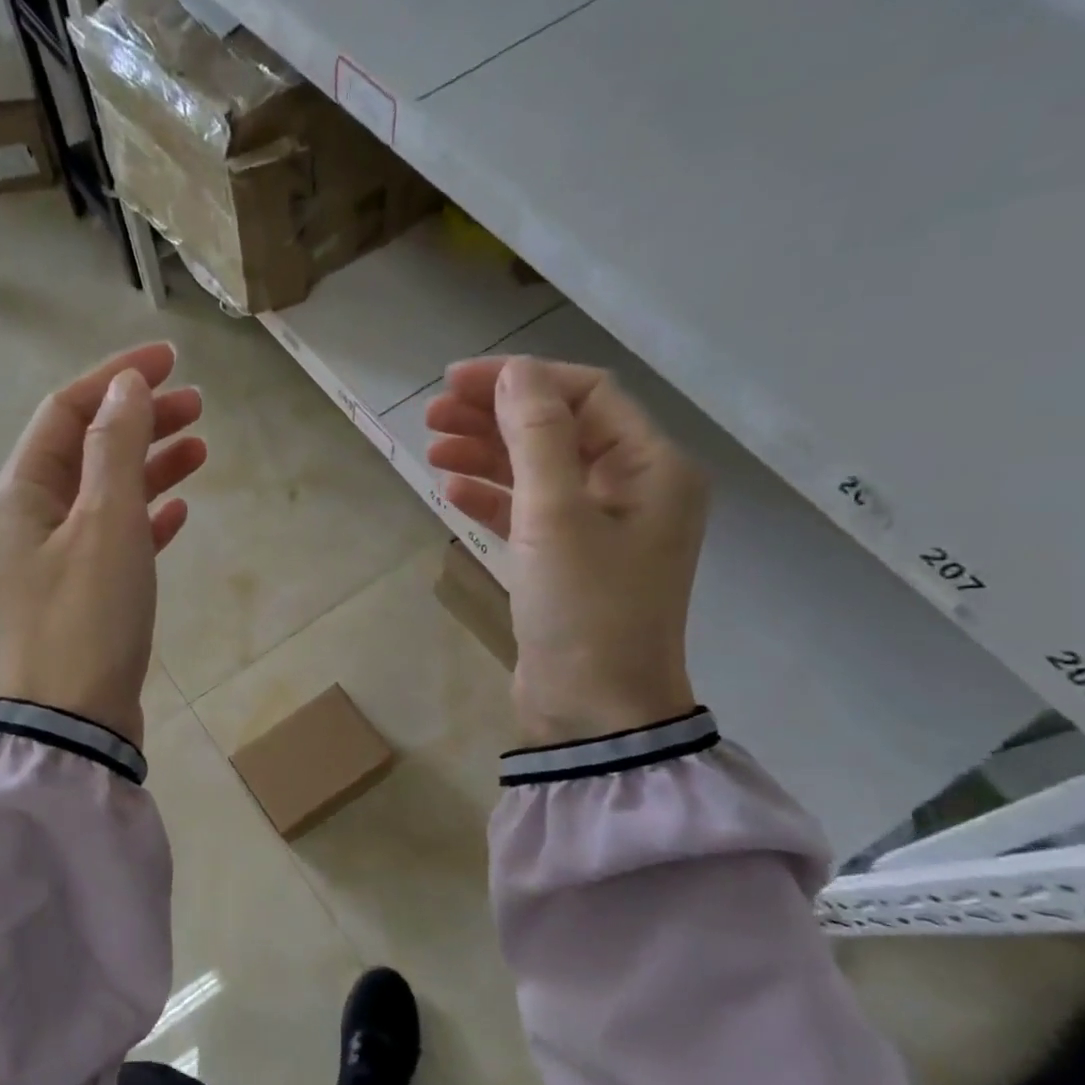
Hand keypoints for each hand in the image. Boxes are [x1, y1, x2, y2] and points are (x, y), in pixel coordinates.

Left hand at [0, 343, 206, 746]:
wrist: (72, 720)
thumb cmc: (86, 616)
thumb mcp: (105, 521)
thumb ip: (116, 447)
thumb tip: (126, 385)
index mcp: (23, 490)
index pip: (68, 409)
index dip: (117, 377)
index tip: (172, 360)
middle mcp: (33, 516)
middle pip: (89, 447)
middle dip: (141, 420)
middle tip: (199, 406)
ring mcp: (58, 557)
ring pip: (107, 492)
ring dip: (150, 466)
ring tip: (201, 449)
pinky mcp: (85, 593)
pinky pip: (117, 538)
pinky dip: (147, 518)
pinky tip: (179, 512)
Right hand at [426, 356, 707, 745]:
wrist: (594, 711)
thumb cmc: (585, 610)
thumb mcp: (557, 516)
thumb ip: (538, 437)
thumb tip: (516, 373)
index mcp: (651, 468)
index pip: (586, 395)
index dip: (521, 380)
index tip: (456, 382)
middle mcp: (632, 490)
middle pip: (558, 430)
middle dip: (495, 417)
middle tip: (432, 415)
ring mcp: (600, 530)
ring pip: (538, 472)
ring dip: (487, 455)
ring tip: (432, 449)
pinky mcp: (568, 564)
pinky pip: (529, 514)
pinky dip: (493, 499)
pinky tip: (453, 492)